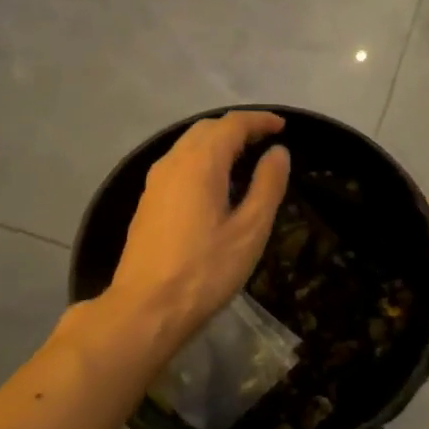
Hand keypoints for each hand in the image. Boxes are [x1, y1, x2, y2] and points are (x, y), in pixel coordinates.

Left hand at [108, 110, 291, 345]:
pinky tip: (216, 185)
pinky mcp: (148, 202)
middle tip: (266, 141)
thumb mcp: (249, 231)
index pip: (232, 125)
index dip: (259, 121)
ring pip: (188, 146)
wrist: (146, 308)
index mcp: (200, 163)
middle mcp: (172, 163)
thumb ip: (267, 186)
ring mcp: (155, 182)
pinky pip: (178, 165)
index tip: (282, 126)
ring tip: (245, 160)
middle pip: (206, 129)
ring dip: (218, 143)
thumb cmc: (205, 270)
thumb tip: (278, 153)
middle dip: (238, 128)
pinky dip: (202, 160)